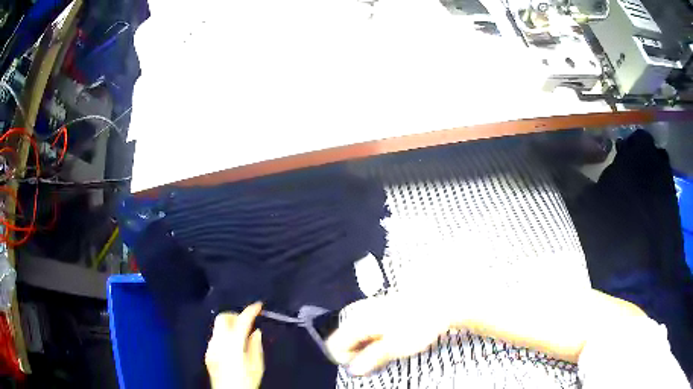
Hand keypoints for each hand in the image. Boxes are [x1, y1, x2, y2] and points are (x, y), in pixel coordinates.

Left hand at [205, 303, 264, 388]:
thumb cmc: (246, 381)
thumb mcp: (257, 366)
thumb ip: (255, 346)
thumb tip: (255, 332)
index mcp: (233, 345)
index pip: (241, 321)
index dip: (250, 311)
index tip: (258, 305)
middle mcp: (218, 342)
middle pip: (222, 318)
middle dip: (235, 315)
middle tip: (246, 322)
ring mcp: (211, 347)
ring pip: (218, 328)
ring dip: (229, 326)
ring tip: (241, 337)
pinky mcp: (208, 353)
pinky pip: (216, 338)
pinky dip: (224, 336)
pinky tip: (232, 348)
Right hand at [325, 294, 450, 375]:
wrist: (438, 304)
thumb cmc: (416, 326)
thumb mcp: (394, 347)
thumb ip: (370, 359)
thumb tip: (352, 371)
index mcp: (358, 321)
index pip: (334, 345)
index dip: (345, 360)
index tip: (366, 366)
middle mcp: (358, 313)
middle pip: (342, 340)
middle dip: (355, 355)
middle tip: (376, 362)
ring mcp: (367, 309)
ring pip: (353, 335)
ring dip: (363, 348)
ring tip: (384, 353)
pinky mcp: (377, 309)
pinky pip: (364, 329)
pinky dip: (371, 339)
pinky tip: (387, 342)